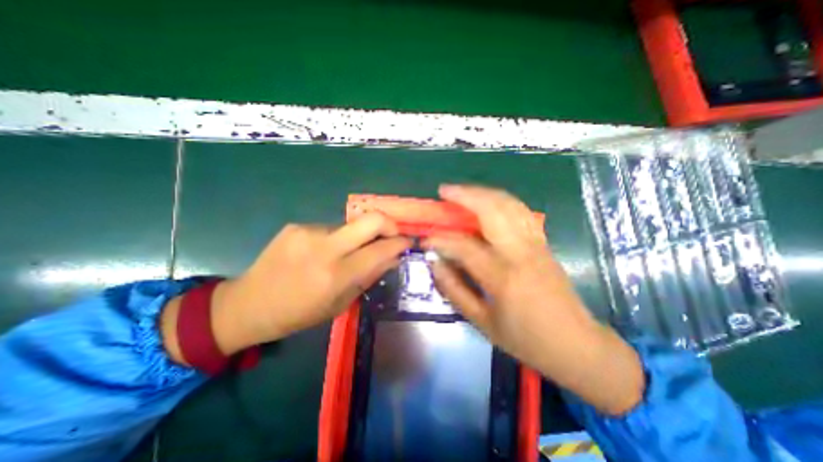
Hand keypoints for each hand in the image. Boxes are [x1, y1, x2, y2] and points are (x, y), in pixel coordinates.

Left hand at [162, 212, 410, 360]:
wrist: (249, 304)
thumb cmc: (299, 313)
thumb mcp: (340, 303)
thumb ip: (369, 276)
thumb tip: (392, 258)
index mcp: (336, 275)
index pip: (380, 250)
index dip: (400, 243)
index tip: (409, 243)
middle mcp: (324, 248)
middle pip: (371, 219)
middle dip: (390, 224)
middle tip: (392, 235)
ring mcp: (308, 232)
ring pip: (350, 226)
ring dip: (357, 237)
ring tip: (346, 254)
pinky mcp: (297, 226)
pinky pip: (330, 228)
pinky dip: (336, 239)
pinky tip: (322, 252)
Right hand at [424, 186, 641, 415]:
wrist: (576, 344)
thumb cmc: (525, 339)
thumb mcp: (482, 322)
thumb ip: (454, 289)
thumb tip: (435, 263)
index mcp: (503, 277)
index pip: (464, 246)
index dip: (440, 239)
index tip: (425, 239)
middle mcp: (521, 253)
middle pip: (492, 210)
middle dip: (465, 195)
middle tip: (444, 191)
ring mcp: (536, 244)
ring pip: (509, 204)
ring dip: (483, 192)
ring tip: (462, 192)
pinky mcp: (543, 243)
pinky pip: (520, 211)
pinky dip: (500, 200)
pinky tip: (488, 201)